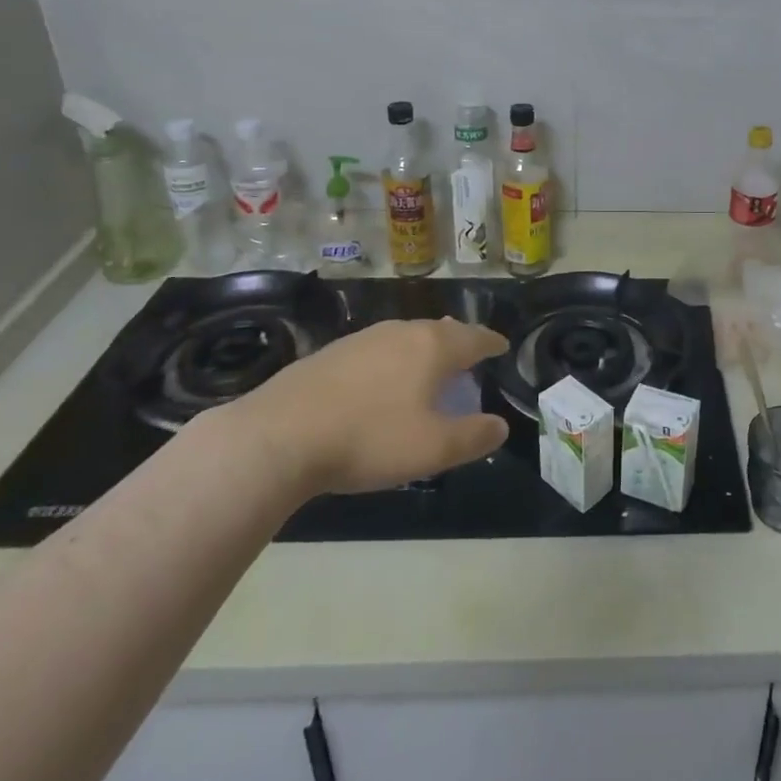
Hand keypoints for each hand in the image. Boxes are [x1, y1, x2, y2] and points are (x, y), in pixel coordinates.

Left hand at [222, 319, 509, 498]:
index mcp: (432, 347)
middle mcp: (401, 331)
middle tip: (470, 357)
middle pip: (440, 331)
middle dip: (459, 342)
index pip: (474, 338)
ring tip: (429, 368)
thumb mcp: (433, 448)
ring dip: (424, 350)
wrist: (279, 436)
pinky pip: (377, 350)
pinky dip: (393, 361)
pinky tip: (381, 382)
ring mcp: (362, 339)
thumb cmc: (369, 438)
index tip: (502, 347)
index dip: (492, 343)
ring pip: (406, 337)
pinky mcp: (331, 353)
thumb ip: (474, 436)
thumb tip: (500, 426)